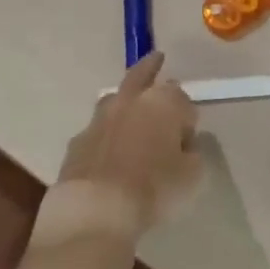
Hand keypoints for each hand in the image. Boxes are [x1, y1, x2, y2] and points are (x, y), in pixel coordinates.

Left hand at [47, 51, 202, 244]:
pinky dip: (106, 135)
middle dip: (151, 67)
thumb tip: (183, 146)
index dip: (187, 117)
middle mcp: (130, 101)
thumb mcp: (191, 174)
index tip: (188, 138)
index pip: (181, 98)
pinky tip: (109, 152)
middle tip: (157, 59)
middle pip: (142, 75)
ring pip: (116, 99)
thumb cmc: (154, 188)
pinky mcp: (78, 141)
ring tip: (131, 110)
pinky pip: (98, 131)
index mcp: (163, 102)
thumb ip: (191, 153)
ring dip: (125, 101)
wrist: (96, 209)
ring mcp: (100, 119)